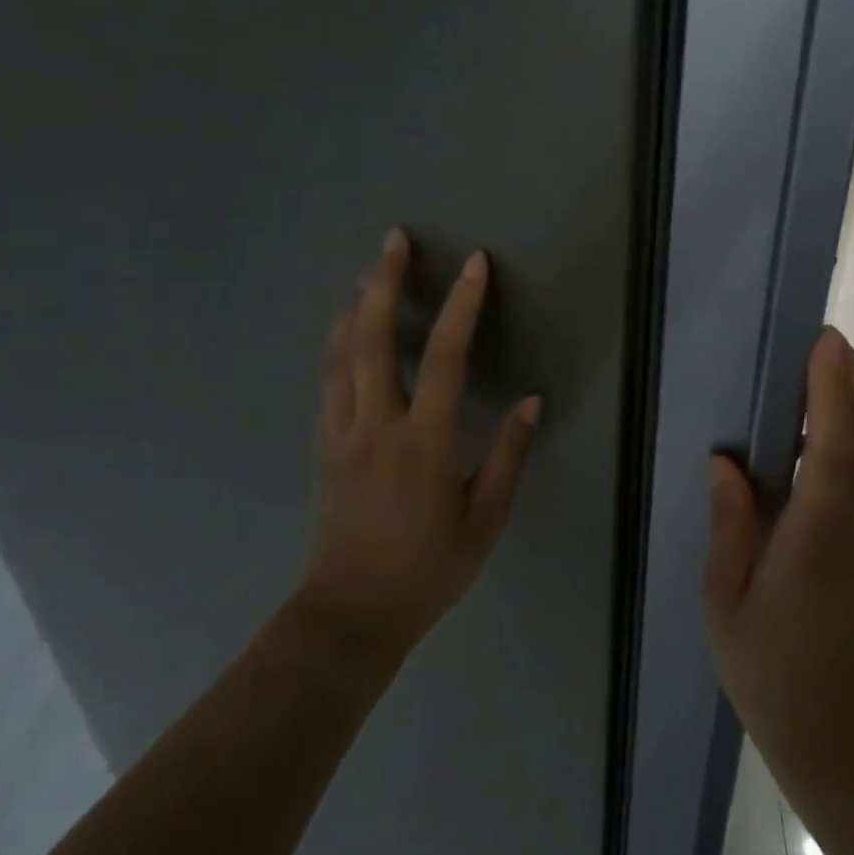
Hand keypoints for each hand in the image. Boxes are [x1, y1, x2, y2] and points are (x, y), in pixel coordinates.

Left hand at [295, 228, 541, 668]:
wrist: (351, 613)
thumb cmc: (427, 569)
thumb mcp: (484, 520)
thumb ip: (507, 455)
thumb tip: (530, 402)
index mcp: (424, 442)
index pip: (445, 357)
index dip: (462, 306)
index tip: (474, 265)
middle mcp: (377, 425)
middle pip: (374, 338)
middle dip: (383, 282)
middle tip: (393, 240)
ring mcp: (342, 433)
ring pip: (340, 354)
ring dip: (353, 306)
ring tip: (364, 274)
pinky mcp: (323, 447)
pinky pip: (327, 382)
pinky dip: (336, 346)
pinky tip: (343, 334)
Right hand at [704, 326, 853, 777]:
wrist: (834, 731)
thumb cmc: (768, 667)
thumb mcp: (726, 598)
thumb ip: (730, 524)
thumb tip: (725, 462)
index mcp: (816, 537)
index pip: (835, 449)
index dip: (833, 392)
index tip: (824, 344)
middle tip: (828, 340)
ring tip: (834, 366)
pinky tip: (837, 424)